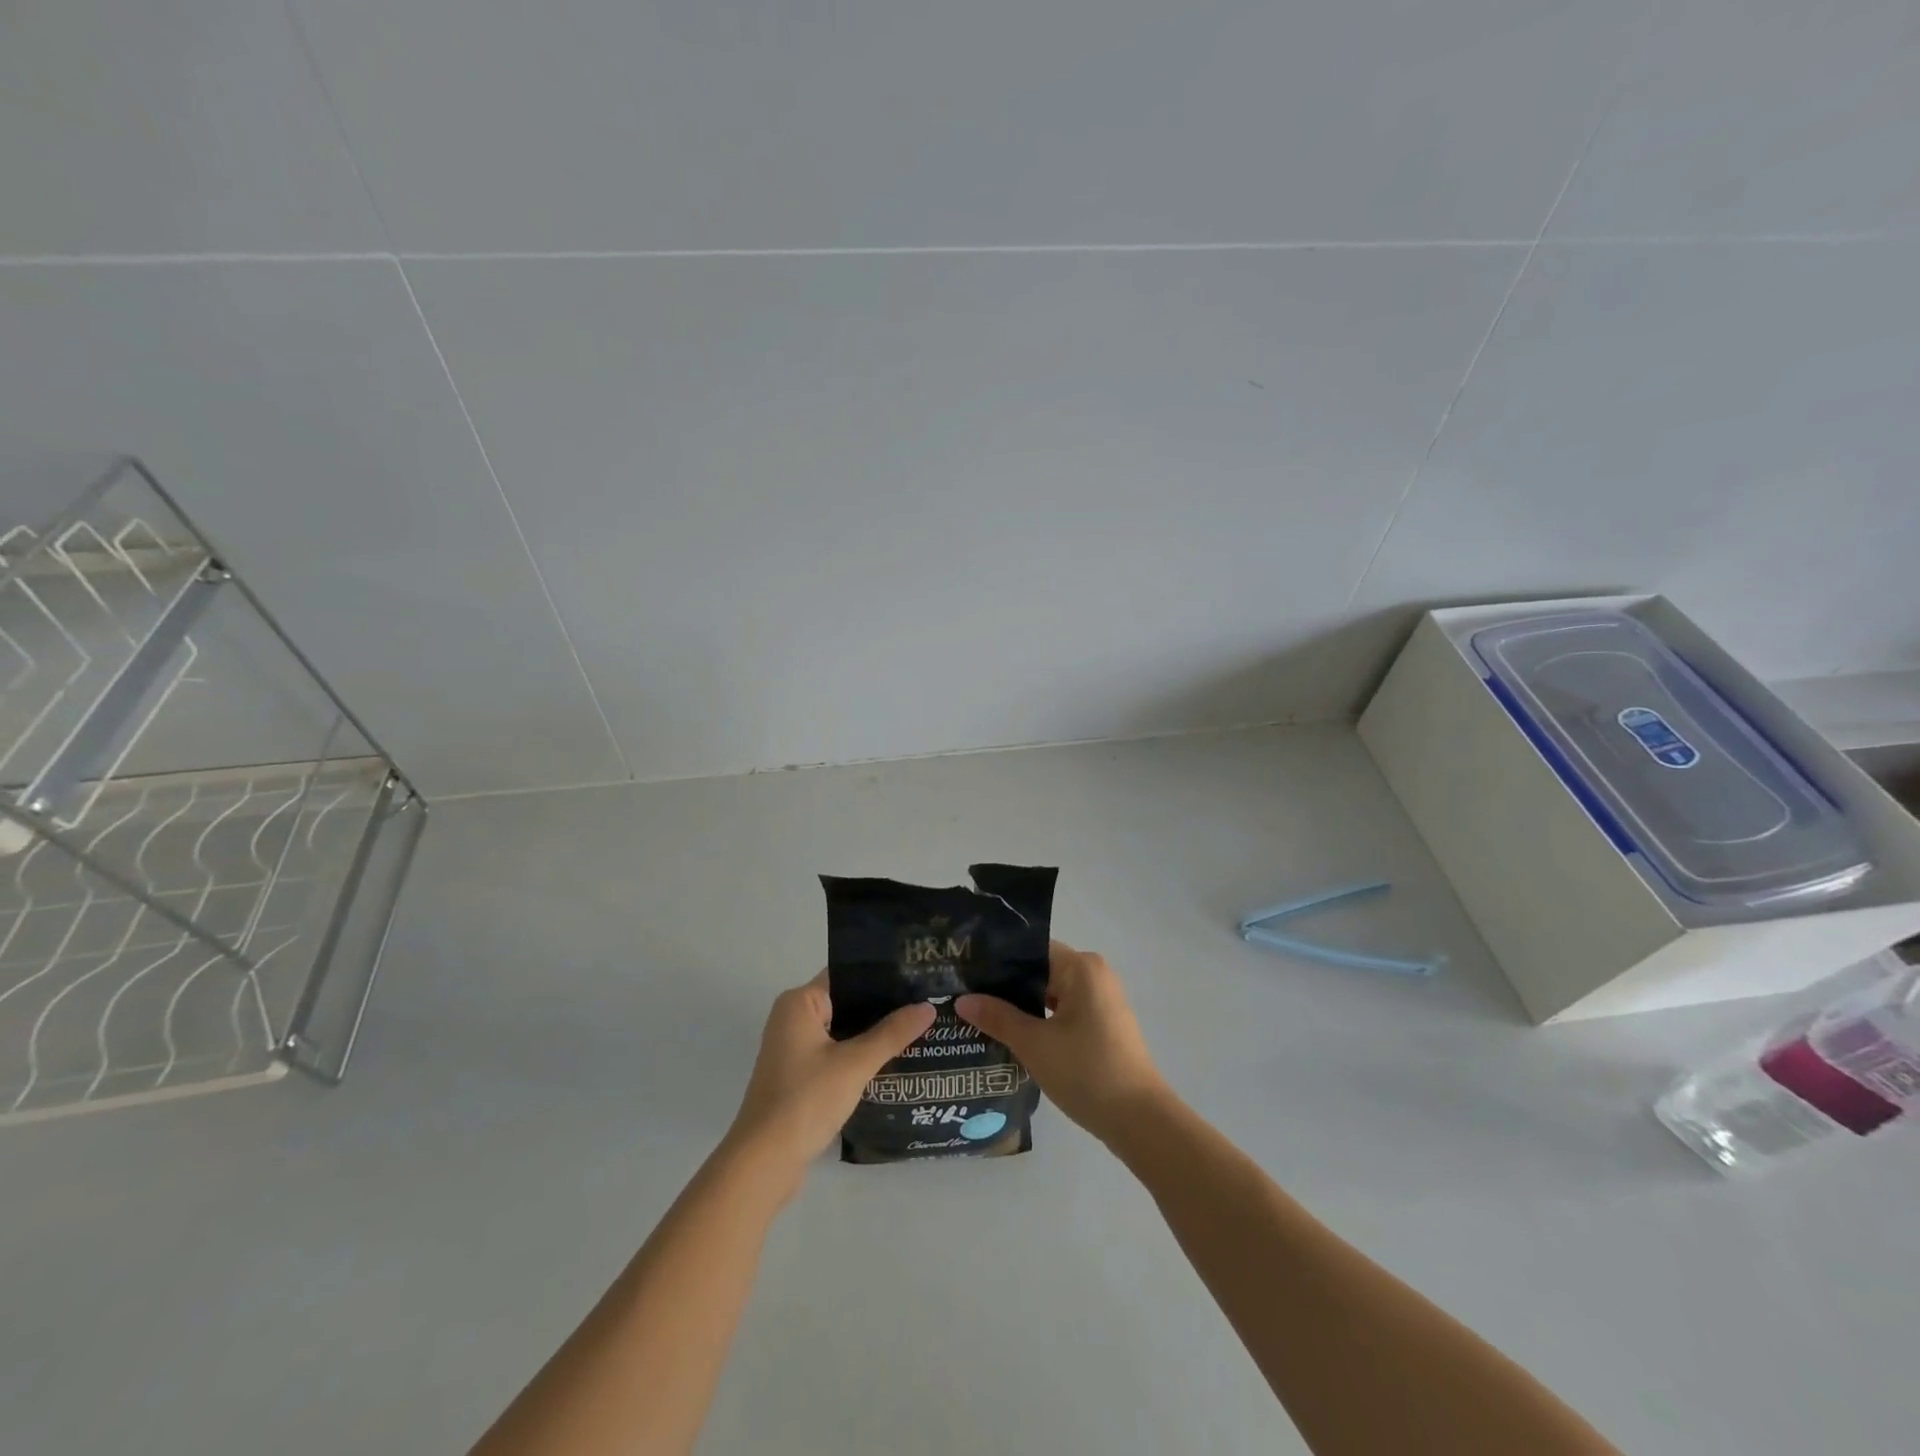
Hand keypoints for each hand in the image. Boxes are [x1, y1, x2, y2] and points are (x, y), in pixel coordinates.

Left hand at [723, 972, 933, 1193]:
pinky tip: (892, 1062)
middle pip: (846, 1003)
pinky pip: (836, 1055)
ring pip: (842, 1032)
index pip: (846, 976)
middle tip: (925, 1005)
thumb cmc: (806, 1100)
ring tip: (918, 1030)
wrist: (764, 1163)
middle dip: (882, 1008)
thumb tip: (928, 1007)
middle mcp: (792, 1019)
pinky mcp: (799, 1077)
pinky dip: (859, 1057)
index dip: (881, 977)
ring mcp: (794, 1050)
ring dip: (872, 1035)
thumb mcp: (855, 1064)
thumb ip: (892, 1034)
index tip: (916, 978)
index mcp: (799, 1003)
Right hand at [957, 941, 1169, 1147]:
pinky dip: (1040, 1021)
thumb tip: (962, 1000)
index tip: (966, 974)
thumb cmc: (1087, 1072)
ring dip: (1021, 1007)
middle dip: (1005, 987)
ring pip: (1050, 994)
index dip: (997, 962)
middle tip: (965, 997)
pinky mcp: (1103, 1025)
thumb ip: (997, 1017)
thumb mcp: (1034, 1044)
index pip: (1030, 951)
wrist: (1140, 1121)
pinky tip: (1011, 1036)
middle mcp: (1094, 975)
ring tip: (980, 1017)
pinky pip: (1063, 1012)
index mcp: (1081, 967)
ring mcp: (1101, 1001)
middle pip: (1040, 971)